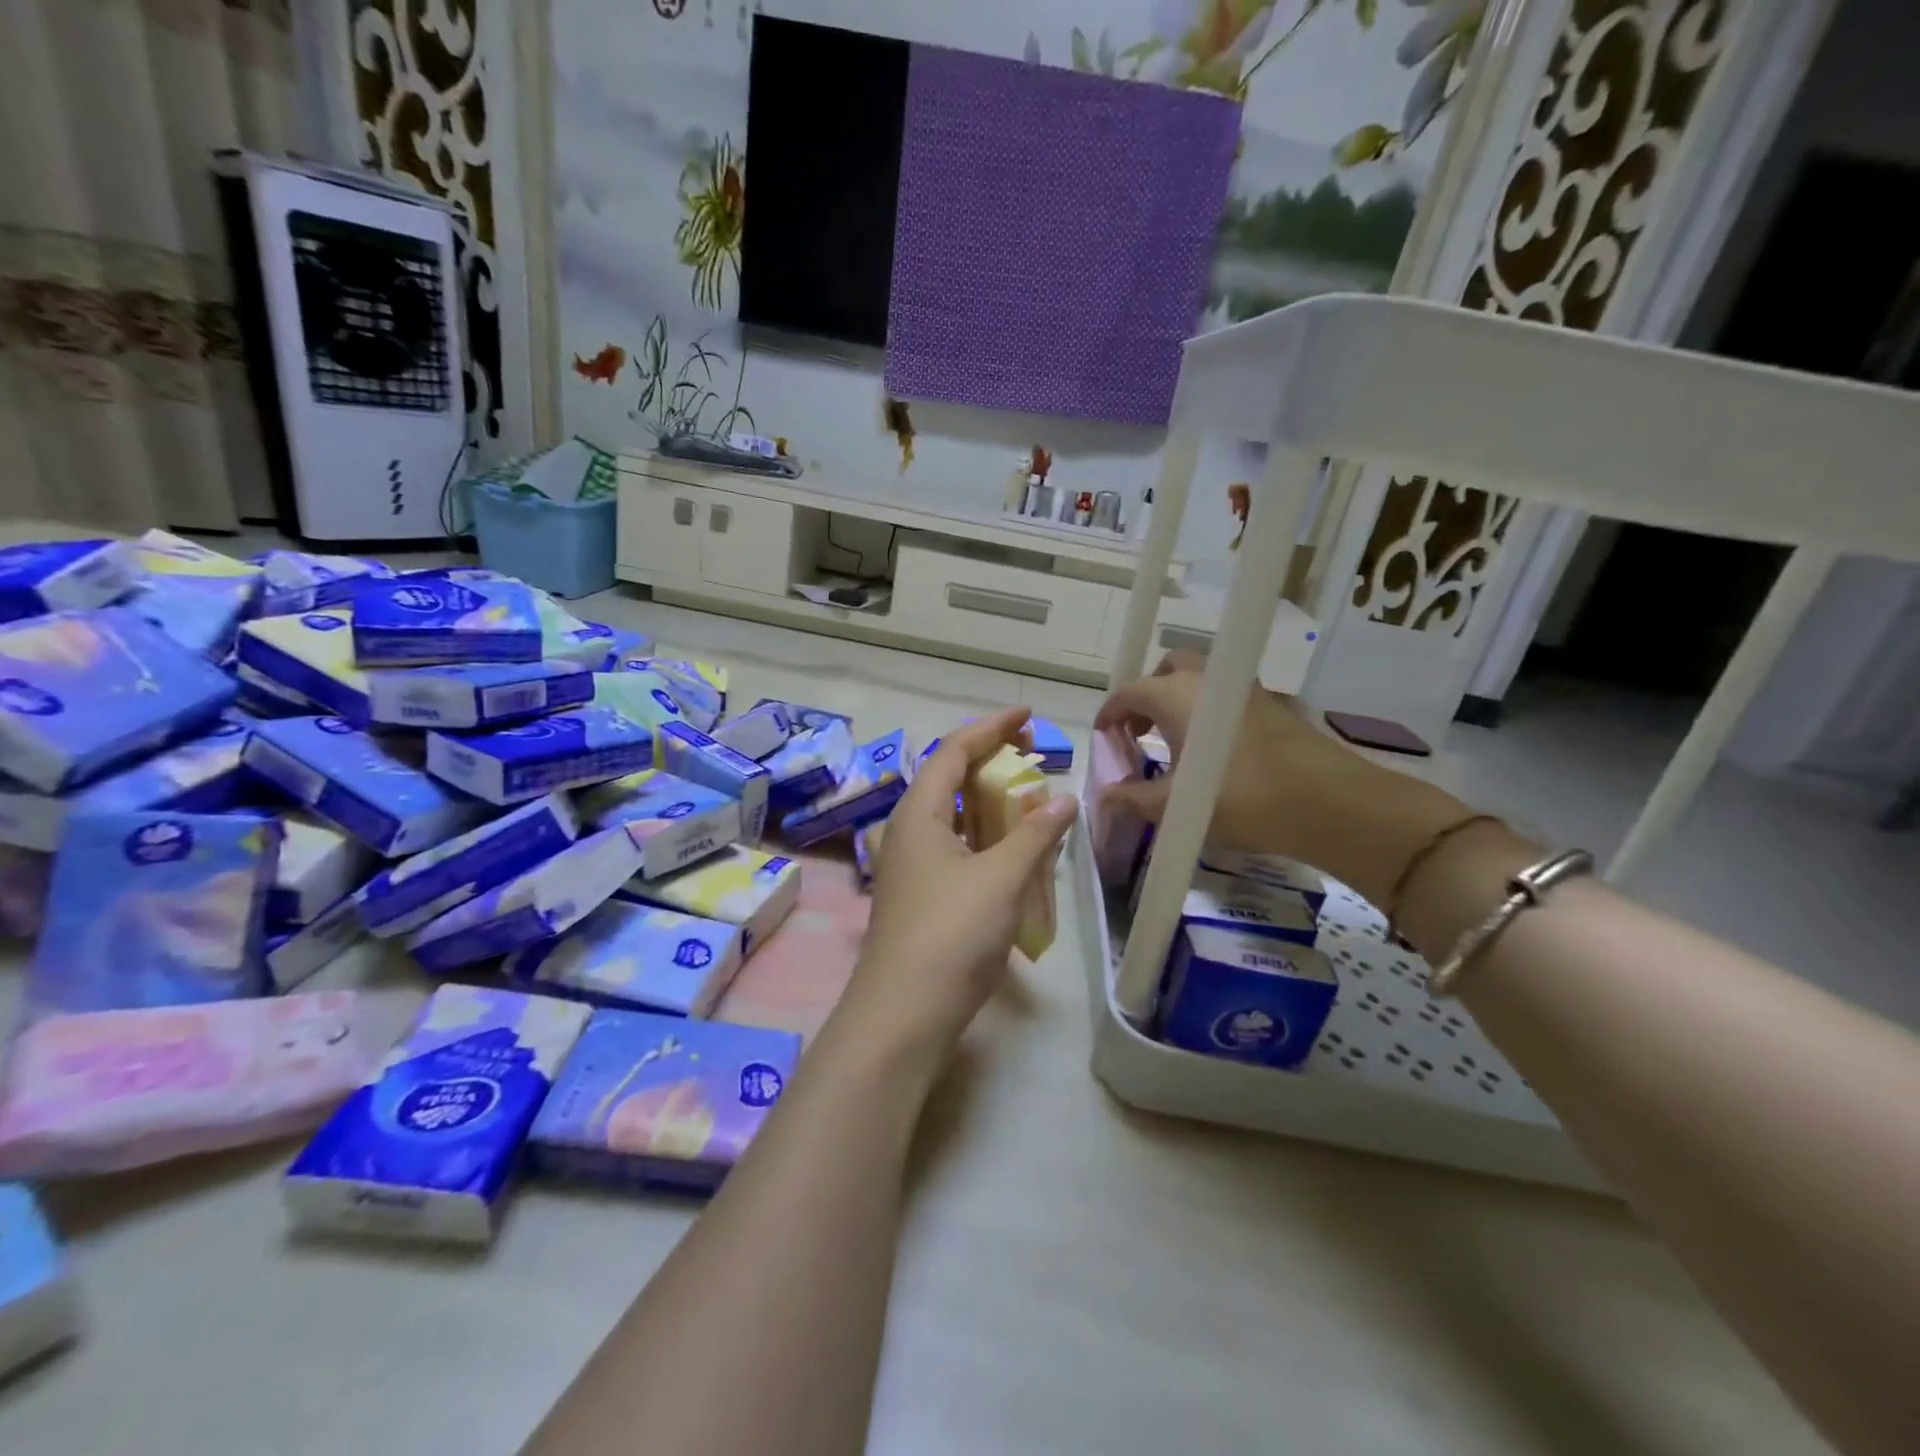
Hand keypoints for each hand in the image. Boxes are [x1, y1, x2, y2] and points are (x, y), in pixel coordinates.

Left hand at [835, 708, 1075, 1065]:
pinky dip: (983, 839)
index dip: (990, 727)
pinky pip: (954, 849)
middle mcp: (907, 832)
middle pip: (949, 779)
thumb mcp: (1001, 878)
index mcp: (918, 814)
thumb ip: (1034, 835)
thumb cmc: (951, 933)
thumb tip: (1063, 799)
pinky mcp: (919, 896)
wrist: (904, 1013)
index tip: (1027, 715)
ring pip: (951, 817)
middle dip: (990, 761)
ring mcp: (910, 867)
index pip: (954, 751)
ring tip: (1027, 799)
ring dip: (988, 802)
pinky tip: (1010, 852)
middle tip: (1030, 754)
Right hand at [1094, 653, 1468, 906]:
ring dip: (1178, 703)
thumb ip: (1135, 799)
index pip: (1130, 691)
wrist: (1329, 802)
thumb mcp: (1178, 806)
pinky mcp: (1272, 707)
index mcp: (1177, 696)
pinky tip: (1211, 752)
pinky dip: (1207, 713)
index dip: (1111, 713)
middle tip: (1138, 732)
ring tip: (1172, 744)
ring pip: (1200, 681)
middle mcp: (1208, 680)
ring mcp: (1245, 690)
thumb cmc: (1241, 798)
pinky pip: (1225, 697)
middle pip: (1167, 670)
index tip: (1103, 737)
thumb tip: (1106, 796)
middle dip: (1147, 695)